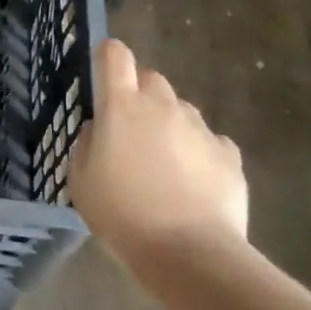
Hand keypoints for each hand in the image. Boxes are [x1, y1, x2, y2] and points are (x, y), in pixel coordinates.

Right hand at [68, 39, 247, 255]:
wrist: (190, 253)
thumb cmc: (123, 215)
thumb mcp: (81, 182)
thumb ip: (87, 145)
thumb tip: (100, 130)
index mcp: (122, 107)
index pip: (115, 56)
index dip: (107, 57)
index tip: (103, 75)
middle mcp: (162, 106)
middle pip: (151, 79)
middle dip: (139, 96)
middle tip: (130, 132)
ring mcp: (200, 128)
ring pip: (180, 110)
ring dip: (168, 125)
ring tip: (163, 166)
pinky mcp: (229, 154)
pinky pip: (208, 141)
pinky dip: (198, 152)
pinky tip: (192, 183)